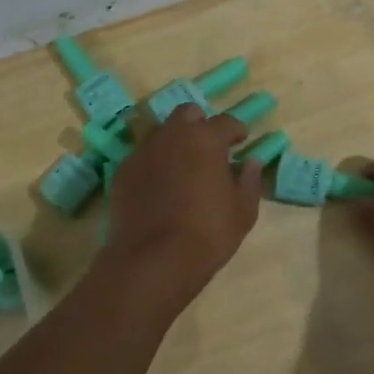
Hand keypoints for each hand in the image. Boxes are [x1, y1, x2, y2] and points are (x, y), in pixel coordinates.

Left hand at [101, 104, 262, 302]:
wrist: (153, 259)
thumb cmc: (208, 233)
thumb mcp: (243, 211)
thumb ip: (249, 181)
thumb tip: (251, 163)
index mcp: (205, 139)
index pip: (226, 121)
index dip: (236, 130)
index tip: (241, 141)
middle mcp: (171, 135)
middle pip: (187, 114)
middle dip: (200, 124)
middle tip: (209, 147)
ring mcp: (142, 152)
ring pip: (161, 132)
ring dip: (175, 141)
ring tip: (183, 165)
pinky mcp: (122, 172)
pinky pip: (142, 157)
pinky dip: (154, 163)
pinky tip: (160, 185)